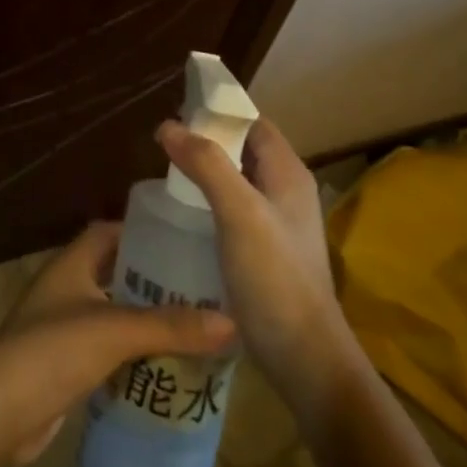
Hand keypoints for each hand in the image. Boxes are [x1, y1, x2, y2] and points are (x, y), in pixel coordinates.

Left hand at [0, 222, 235, 466]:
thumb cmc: (52, 351)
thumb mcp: (115, 331)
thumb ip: (171, 326)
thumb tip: (231, 320)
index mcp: (71, 264)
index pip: (108, 232)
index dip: (142, 231)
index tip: (184, 241)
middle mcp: (65, 288)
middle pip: (113, 273)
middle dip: (152, 280)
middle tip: (200, 289)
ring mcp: (61, 327)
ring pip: (111, 314)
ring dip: (144, 320)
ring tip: (194, 328)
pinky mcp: (63, 364)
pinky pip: (105, 350)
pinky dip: (131, 354)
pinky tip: (165, 368)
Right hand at [157, 117, 346, 385]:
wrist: (304, 358)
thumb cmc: (275, 278)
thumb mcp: (239, 213)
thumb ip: (207, 165)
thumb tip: (169, 125)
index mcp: (288, 174)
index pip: (254, 123)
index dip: (219, 111)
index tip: (177, 108)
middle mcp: (286, 192)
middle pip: (243, 150)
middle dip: (206, 139)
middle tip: (162, 141)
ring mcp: (276, 223)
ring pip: (236, 181)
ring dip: (205, 171)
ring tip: (164, 172)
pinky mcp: (264, 251)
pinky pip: (232, 210)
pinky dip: (208, 201)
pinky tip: (182, 214)